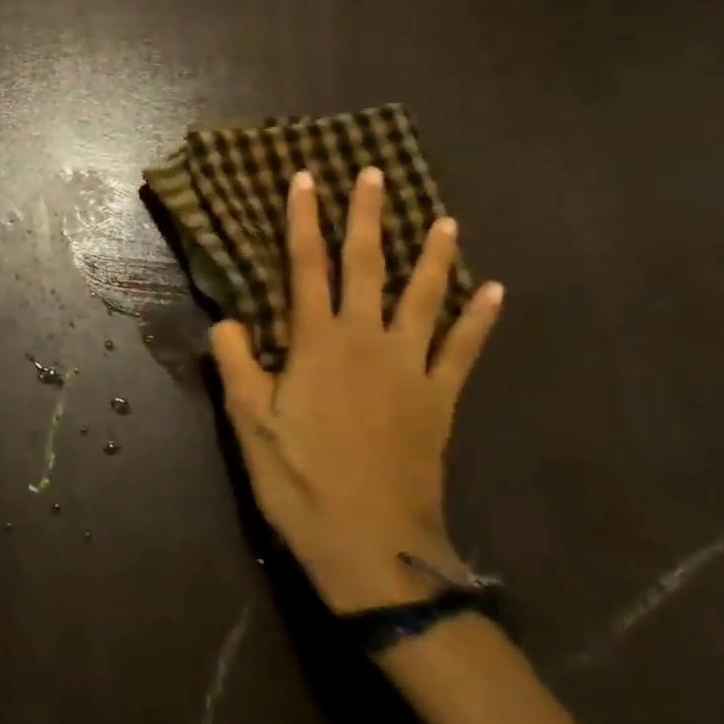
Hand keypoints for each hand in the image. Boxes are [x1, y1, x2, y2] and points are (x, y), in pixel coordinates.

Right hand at [211, 167, 503, 613]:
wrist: (374, 549)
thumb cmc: (301, 482)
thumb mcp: (249, 425)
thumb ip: (236, 364)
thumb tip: (227, 319)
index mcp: (318, 343)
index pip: (307, 266)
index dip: (304, 219)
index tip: (306, 178)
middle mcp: (367, 341)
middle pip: (368, 266)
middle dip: (368, 217)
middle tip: (374, 174)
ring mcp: (411, 369)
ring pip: (425, 298)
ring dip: (434, 256)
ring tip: (445, 219)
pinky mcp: (440, 399)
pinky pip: (463, 350)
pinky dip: (480, 320)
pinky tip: (496, 292)